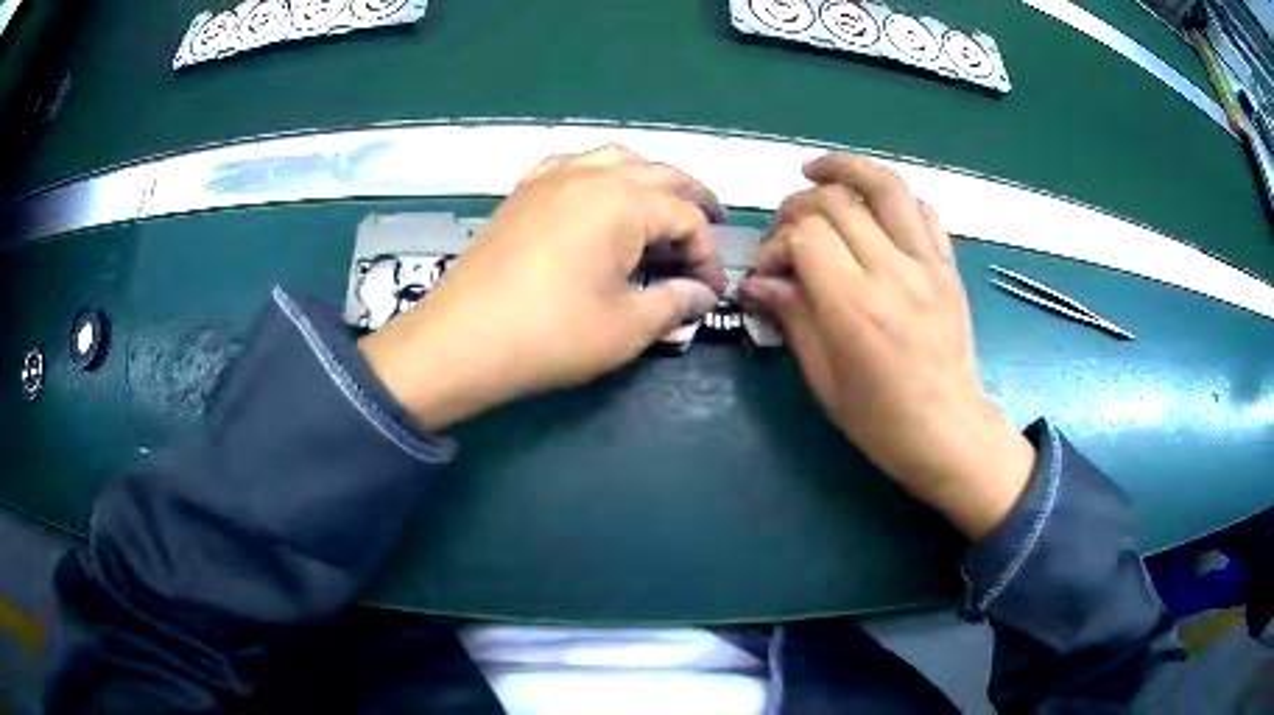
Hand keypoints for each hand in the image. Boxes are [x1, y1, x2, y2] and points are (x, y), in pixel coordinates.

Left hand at [359, 145, 725, 431]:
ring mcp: (550, 178)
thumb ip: (674, 303)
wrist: (461, 341)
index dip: (707, 256)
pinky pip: (571, 166)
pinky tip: (598, 195)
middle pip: (659, 176)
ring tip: (661, 206)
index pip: (687, 218)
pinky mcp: (522, 193)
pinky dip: (598, 174)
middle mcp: (591, 175)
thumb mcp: (627, 326)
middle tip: (712, 226)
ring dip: (648, 179)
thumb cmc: (551, 335)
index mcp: (624, 202)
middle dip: (692, 202)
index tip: (710, 293)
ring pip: (615, 159)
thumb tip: (700, 294)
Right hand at [739, 154, 1034, 539]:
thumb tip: (756, 281)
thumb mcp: (824, 379)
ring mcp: (928, 264)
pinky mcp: (949, 267)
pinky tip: (873, 207)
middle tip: (786, 231)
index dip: (777, 243)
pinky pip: (924, 210)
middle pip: (838, 201)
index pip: (807, 235)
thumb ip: (792, 317)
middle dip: (799, 206)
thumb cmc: (881, 421)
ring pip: (886, 186)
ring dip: (846, 168)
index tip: (769, 270)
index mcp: (856, 307)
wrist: (949, 433)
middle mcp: (894, 273)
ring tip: (817, 172)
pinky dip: (894, 198)